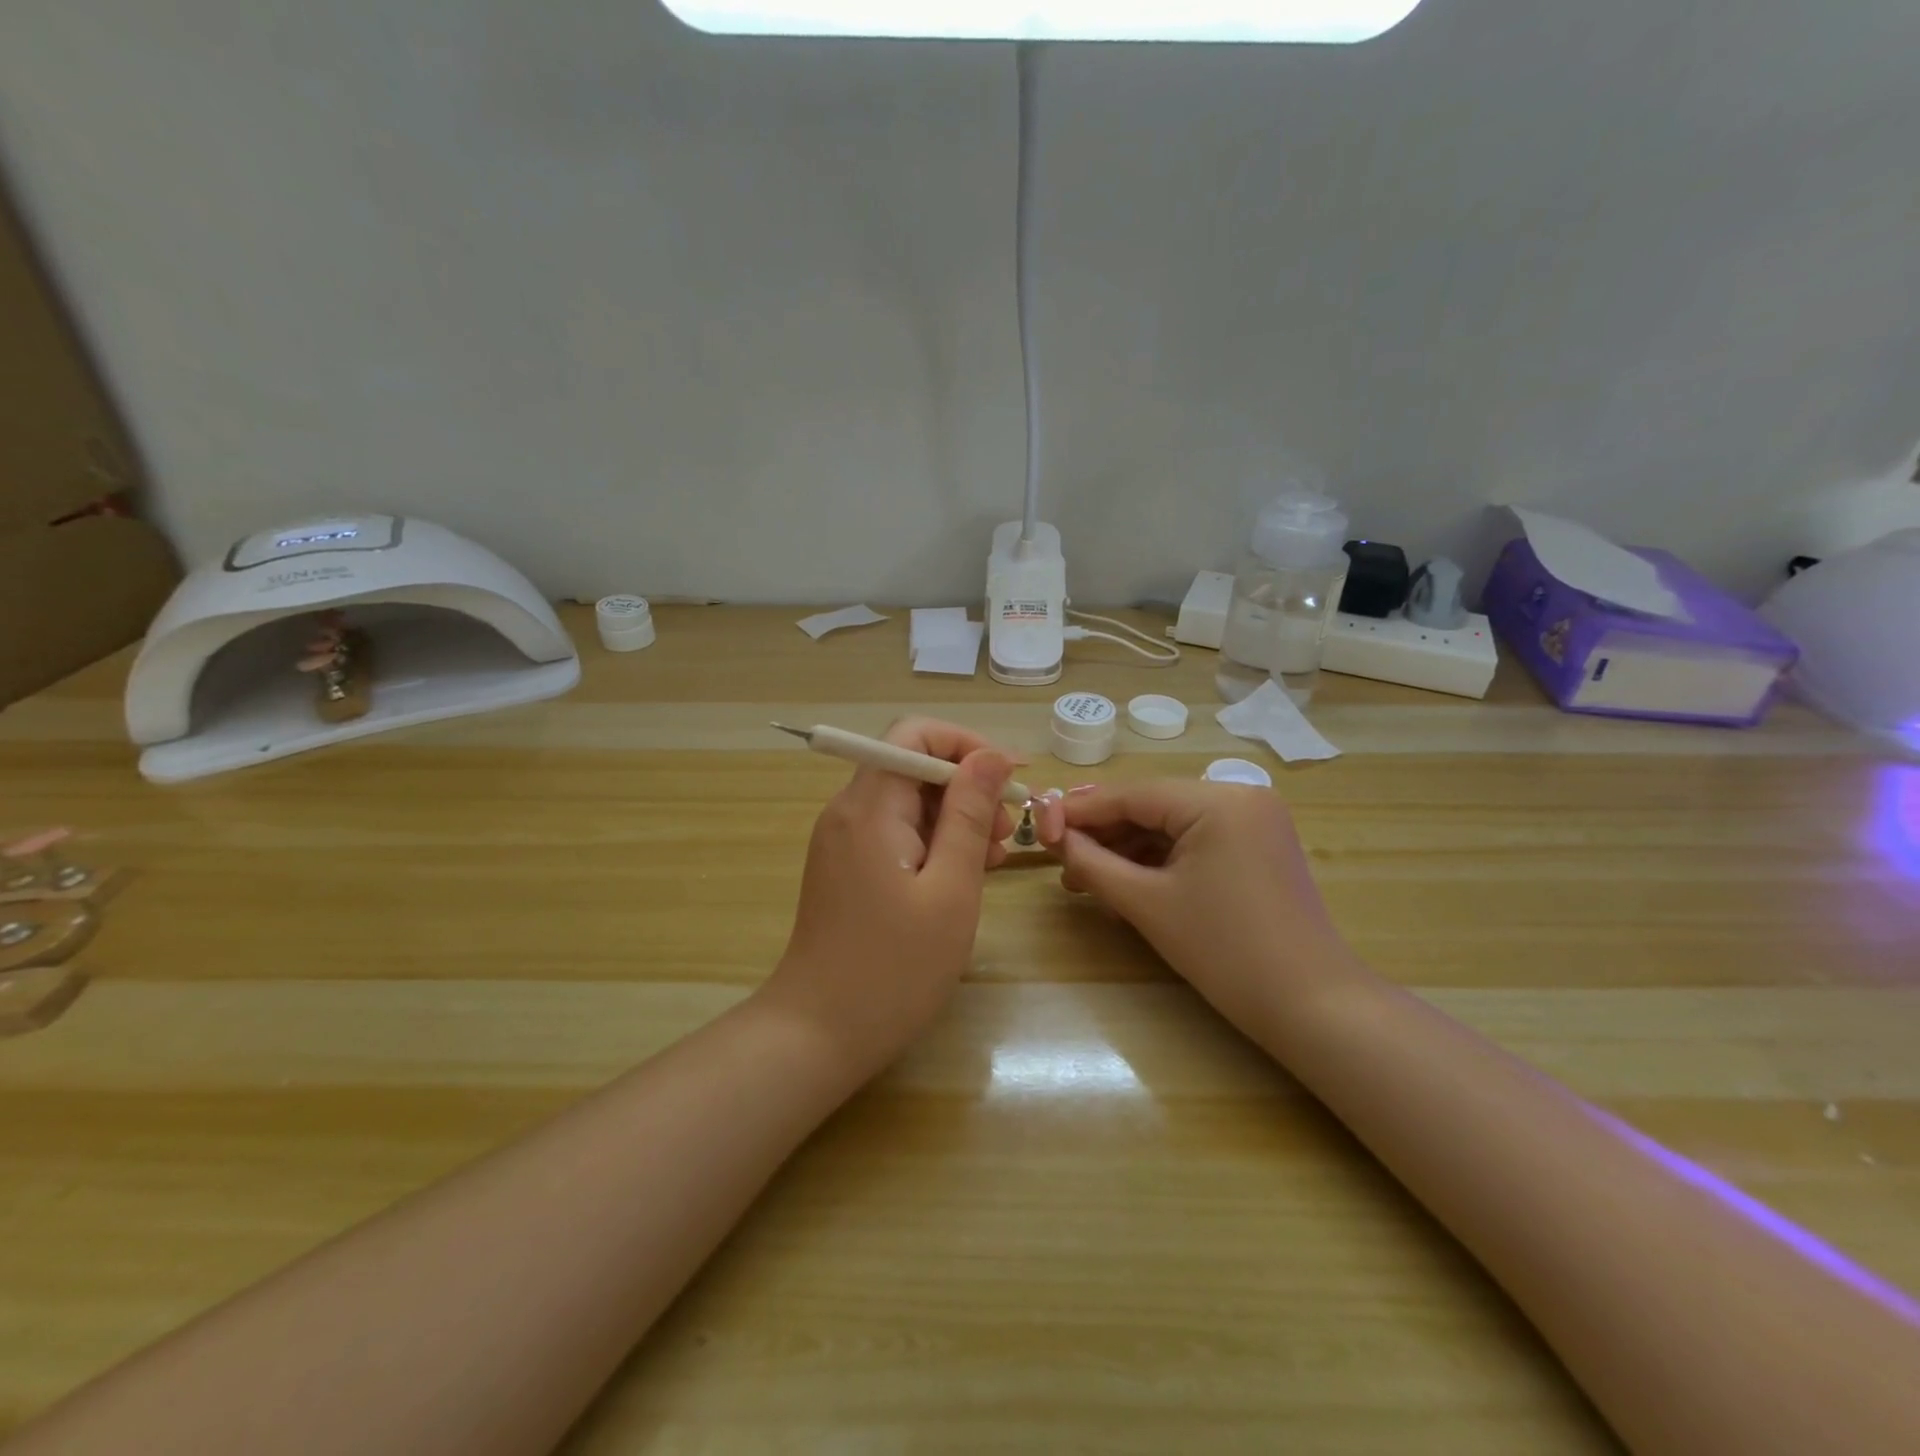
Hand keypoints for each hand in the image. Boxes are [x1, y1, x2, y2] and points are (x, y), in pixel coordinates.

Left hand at [761, 718, 1017, 1080]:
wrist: (817, 1035)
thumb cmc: (893, 969)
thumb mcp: (949, 890)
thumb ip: (969, 815)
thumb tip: (992, 755)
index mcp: (869, 807)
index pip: (914, 734)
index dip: (966, 745)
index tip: (1010, 778)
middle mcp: (849, 811)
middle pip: (912, 766)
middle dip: (965, 787)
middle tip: (1005, 833)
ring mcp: (843, 840)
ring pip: (907, 801)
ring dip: (954, 818)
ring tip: (992, 859)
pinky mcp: (846, 866)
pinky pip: (895, 832)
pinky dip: (932, 842)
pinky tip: (962, 875)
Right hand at [1033, 780, 1358, 1034]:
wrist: (1311, 1006)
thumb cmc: (1224, 950)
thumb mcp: (1147, 903)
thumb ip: (1092, 863)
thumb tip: (1054, 838)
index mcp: (1218, 799)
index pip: (1133, 794)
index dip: (1080, 810)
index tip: (1039, 825)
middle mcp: (1240, 796)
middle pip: (1152, 807)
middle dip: (1103, 834)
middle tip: (1059, 859)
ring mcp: (1253, 821)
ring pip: (1171, 826)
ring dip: (1127, 851)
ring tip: (1084, 881)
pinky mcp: (1257, 847)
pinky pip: (1195, 842)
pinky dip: (1159, 862)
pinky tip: (1125, 886)